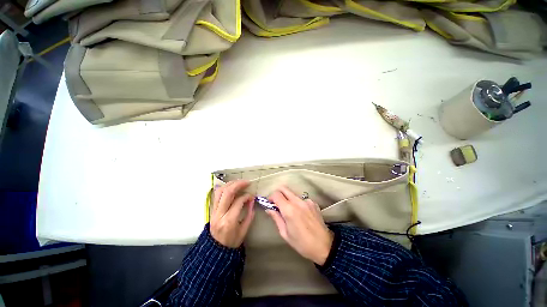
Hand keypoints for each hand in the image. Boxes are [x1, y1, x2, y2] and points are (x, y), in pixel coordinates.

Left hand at [210, 180, 254, 247]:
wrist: (216, 251)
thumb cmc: (232, 242)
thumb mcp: (244, 230)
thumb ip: (249, 214)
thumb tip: (251, 200)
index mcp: (229, 221)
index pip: (238, 201)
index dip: (247, 196)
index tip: (252, 196)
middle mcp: (219, 214)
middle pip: (227, 193)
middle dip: (238, 184)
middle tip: (247, 182)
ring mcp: (213, 212)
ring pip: (219, 192)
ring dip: (230, 184)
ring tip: (238, 182)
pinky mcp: (211, 210)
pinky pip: (216, 195)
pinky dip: (223, 188)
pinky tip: (230, 186)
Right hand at [266, 186, 333, 265]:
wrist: (324, 246)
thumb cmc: (302, 243)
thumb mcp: (285, 233)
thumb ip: (276, 218)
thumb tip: (269, 209)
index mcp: (289, 210)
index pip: (276, 194)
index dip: (271, 197)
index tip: (270, 204)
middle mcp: (298, 201)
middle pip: (284, 188)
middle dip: (278, 193)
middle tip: (277, 204)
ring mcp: (307, 201)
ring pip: (293, 194)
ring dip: (288, 199)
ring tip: (291, 212)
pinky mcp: (313, 203)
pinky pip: (302, 199)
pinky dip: (298, 203)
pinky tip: (301, 214)